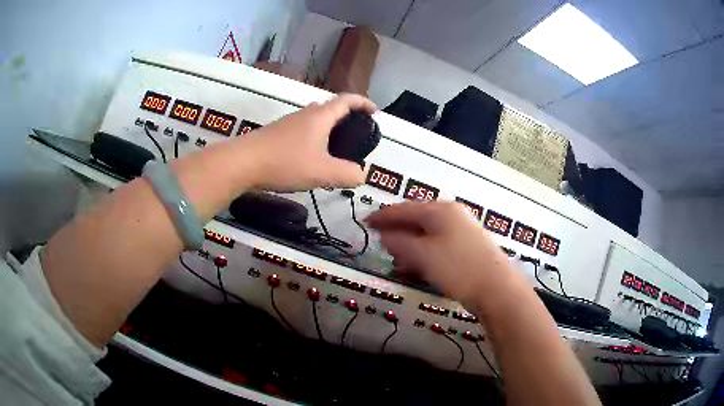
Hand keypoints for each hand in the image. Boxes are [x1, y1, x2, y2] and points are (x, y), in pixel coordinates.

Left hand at [244, 93, 376, 190]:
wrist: (243, 163)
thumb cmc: (285, 162)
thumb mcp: (322, 172)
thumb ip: (347, 174)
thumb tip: (361, 175)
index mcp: (320, 117)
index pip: (347, 100)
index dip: (363, 103)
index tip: (374, 112)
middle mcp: (305, 114)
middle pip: (331, 108)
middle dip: (347, 117)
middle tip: (356, 134)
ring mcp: (289, 123)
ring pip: (315, 120)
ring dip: (329, 128)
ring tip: (336, 149)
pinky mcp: (277, 134)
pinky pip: (303, 130)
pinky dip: (314, 137)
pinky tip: (311, 157)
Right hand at [366, 202, 511, 303]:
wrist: (496, 288)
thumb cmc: (457, 267)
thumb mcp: (422, 255)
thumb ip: (399, 242)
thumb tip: (385, 234)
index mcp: (440, 210)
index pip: (404, 209)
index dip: (383, 216)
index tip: (366, 222)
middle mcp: (452, 215)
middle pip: (417, 220)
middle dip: (398, 232)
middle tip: (381, 243)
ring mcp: (462, 231)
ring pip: (427, 235)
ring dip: (410, 246)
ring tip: (397, 260)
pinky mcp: (467, 248)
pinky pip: (438, 246)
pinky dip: (424, 254)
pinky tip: (417, 268)